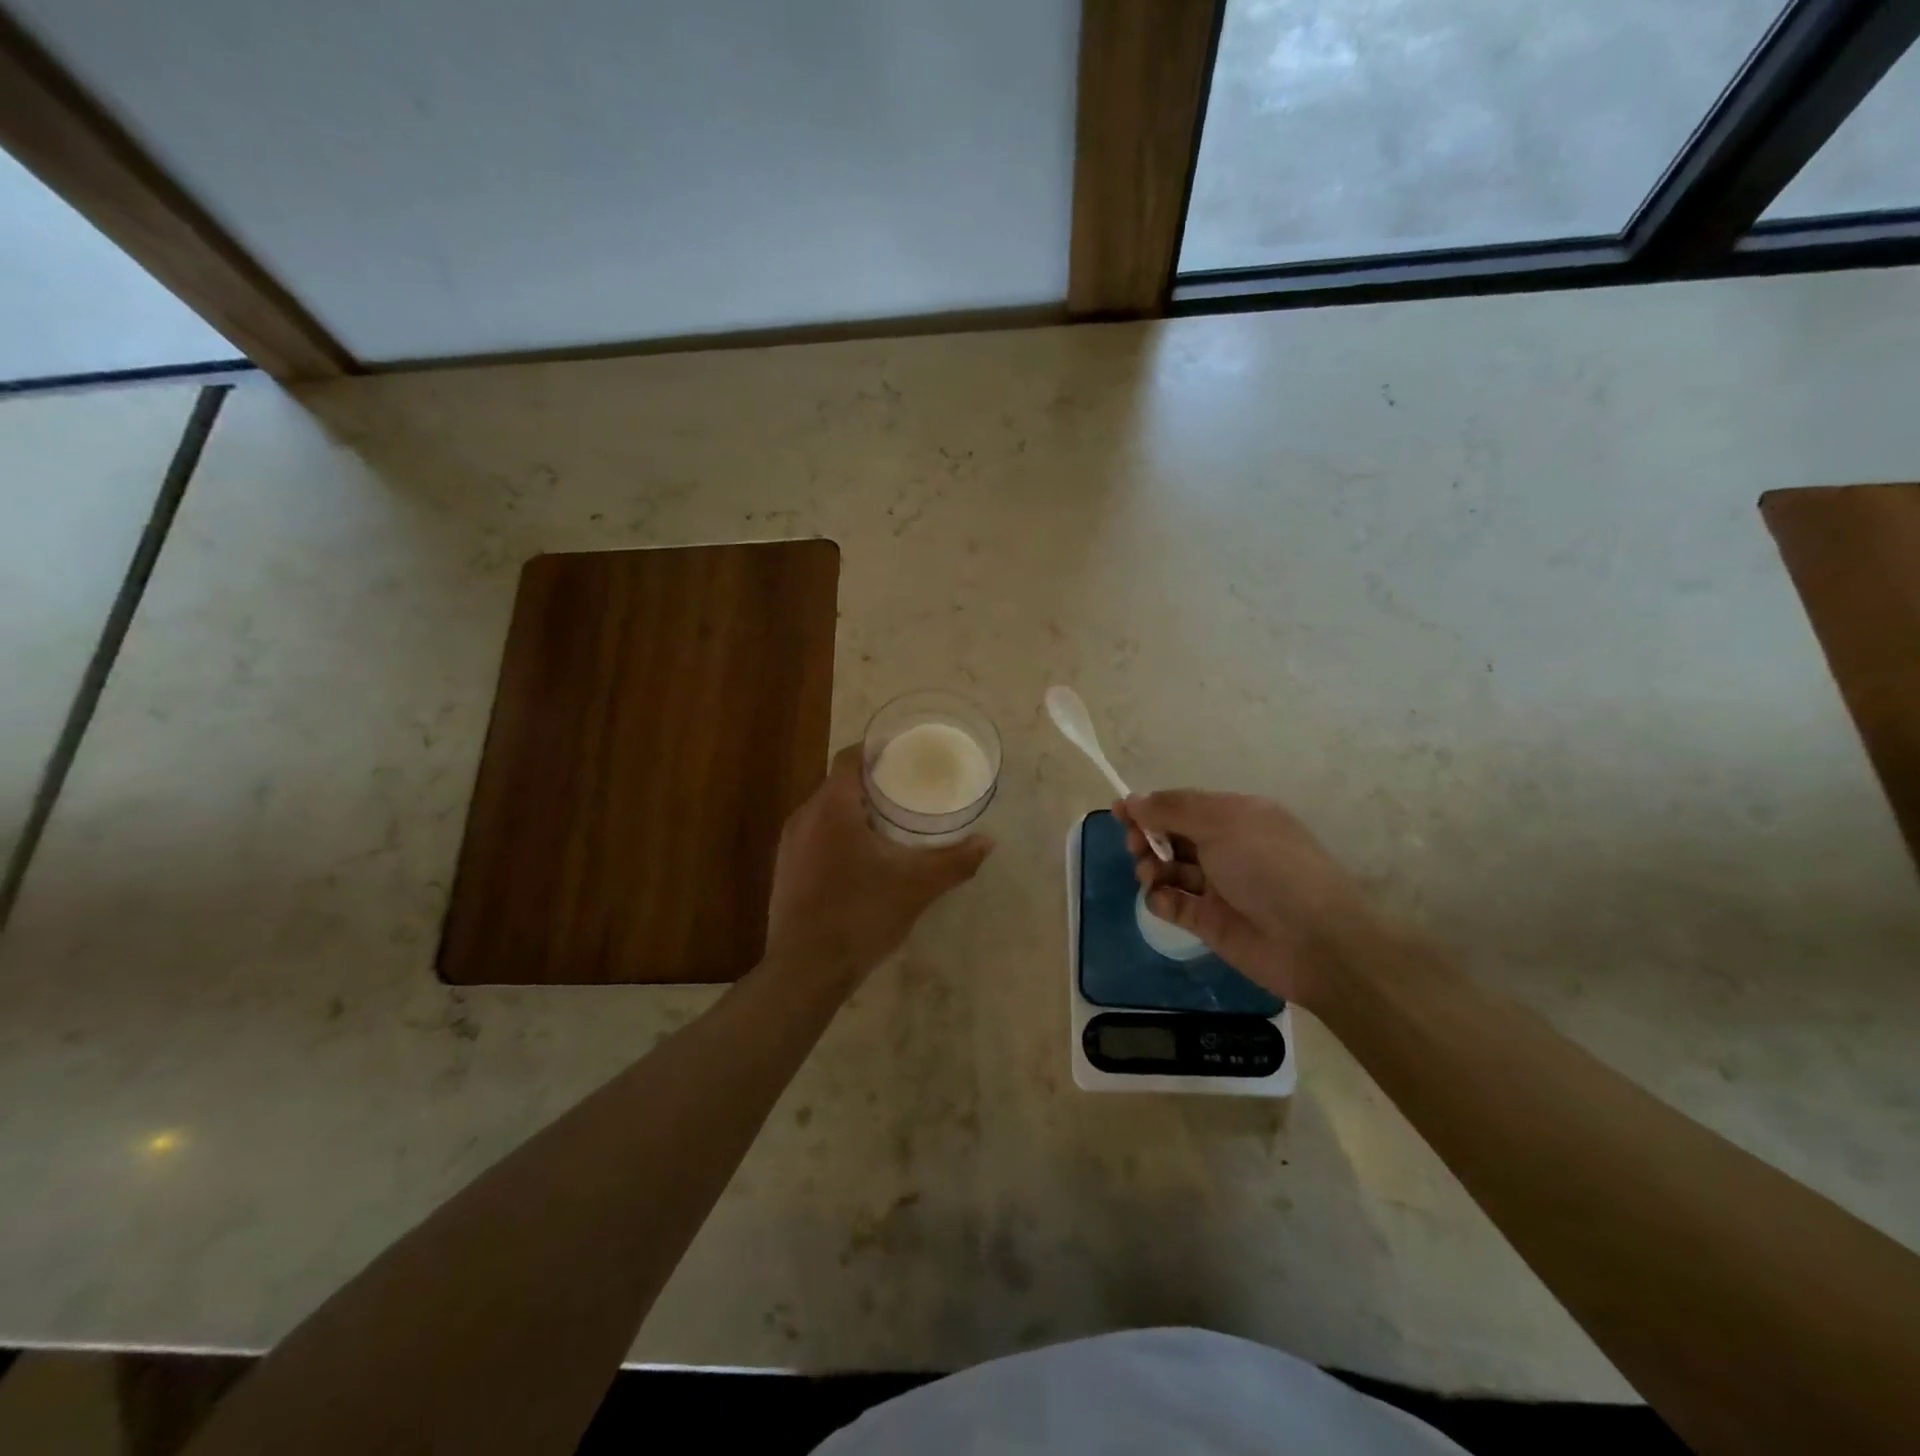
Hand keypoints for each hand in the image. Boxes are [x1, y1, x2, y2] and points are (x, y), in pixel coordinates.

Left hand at [765, 744, 992, 988]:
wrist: (805, 970)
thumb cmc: (861, 915)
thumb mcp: (917, 887)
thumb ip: (955, 861)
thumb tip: (989, 842)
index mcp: (832, 808)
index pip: (850, 758)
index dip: (876, 750)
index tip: (904, 754)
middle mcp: (804, 817)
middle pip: (838, 784)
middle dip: (871, 784)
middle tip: (907, 790)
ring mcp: (790, 845)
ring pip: (825, 812)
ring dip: (854, 811)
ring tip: (889, 823)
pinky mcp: (785, 870)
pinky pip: (814, 836)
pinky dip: (838, 835)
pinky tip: (861, 859)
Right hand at [1115, 790, 1375, 1007]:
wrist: (1314, 942)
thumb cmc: (1269, 868)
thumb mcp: (1222, 824)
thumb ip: (1173, 810)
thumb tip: (1134, 799)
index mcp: (1236, 816)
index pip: (1183, 805)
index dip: (1151, 806)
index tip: (1119, 811)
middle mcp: (1226, 847)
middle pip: (1172, 835)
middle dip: (1147, 836)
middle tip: (1136, 846)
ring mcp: (1217, 886)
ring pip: (1169, 868)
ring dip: (1151, 867)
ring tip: (1151, 875)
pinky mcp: (1209, 921)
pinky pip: (1173, 903)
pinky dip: (1160, 898)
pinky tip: (1162, 898)